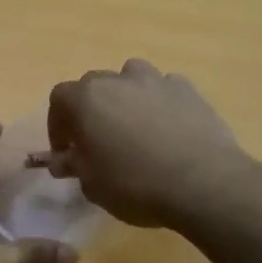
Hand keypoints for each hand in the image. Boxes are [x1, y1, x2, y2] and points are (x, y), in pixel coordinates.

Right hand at [29, 60, 246, 227]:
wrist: (203, 183)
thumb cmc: (135, 185)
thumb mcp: (92, 184)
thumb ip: (74, 165)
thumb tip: (63, 159)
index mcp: (86, 99)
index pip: (59, 99)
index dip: (58, 125)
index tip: (67, 151)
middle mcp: (118, 79)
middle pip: (94, 85)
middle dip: (91, 109)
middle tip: (98, 141)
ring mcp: (156, 80)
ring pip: (131, 77)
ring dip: (126, 96)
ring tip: (135, 127)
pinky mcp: (188, 89)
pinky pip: (165, 89)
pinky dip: (160, 103)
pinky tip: (169, 128)